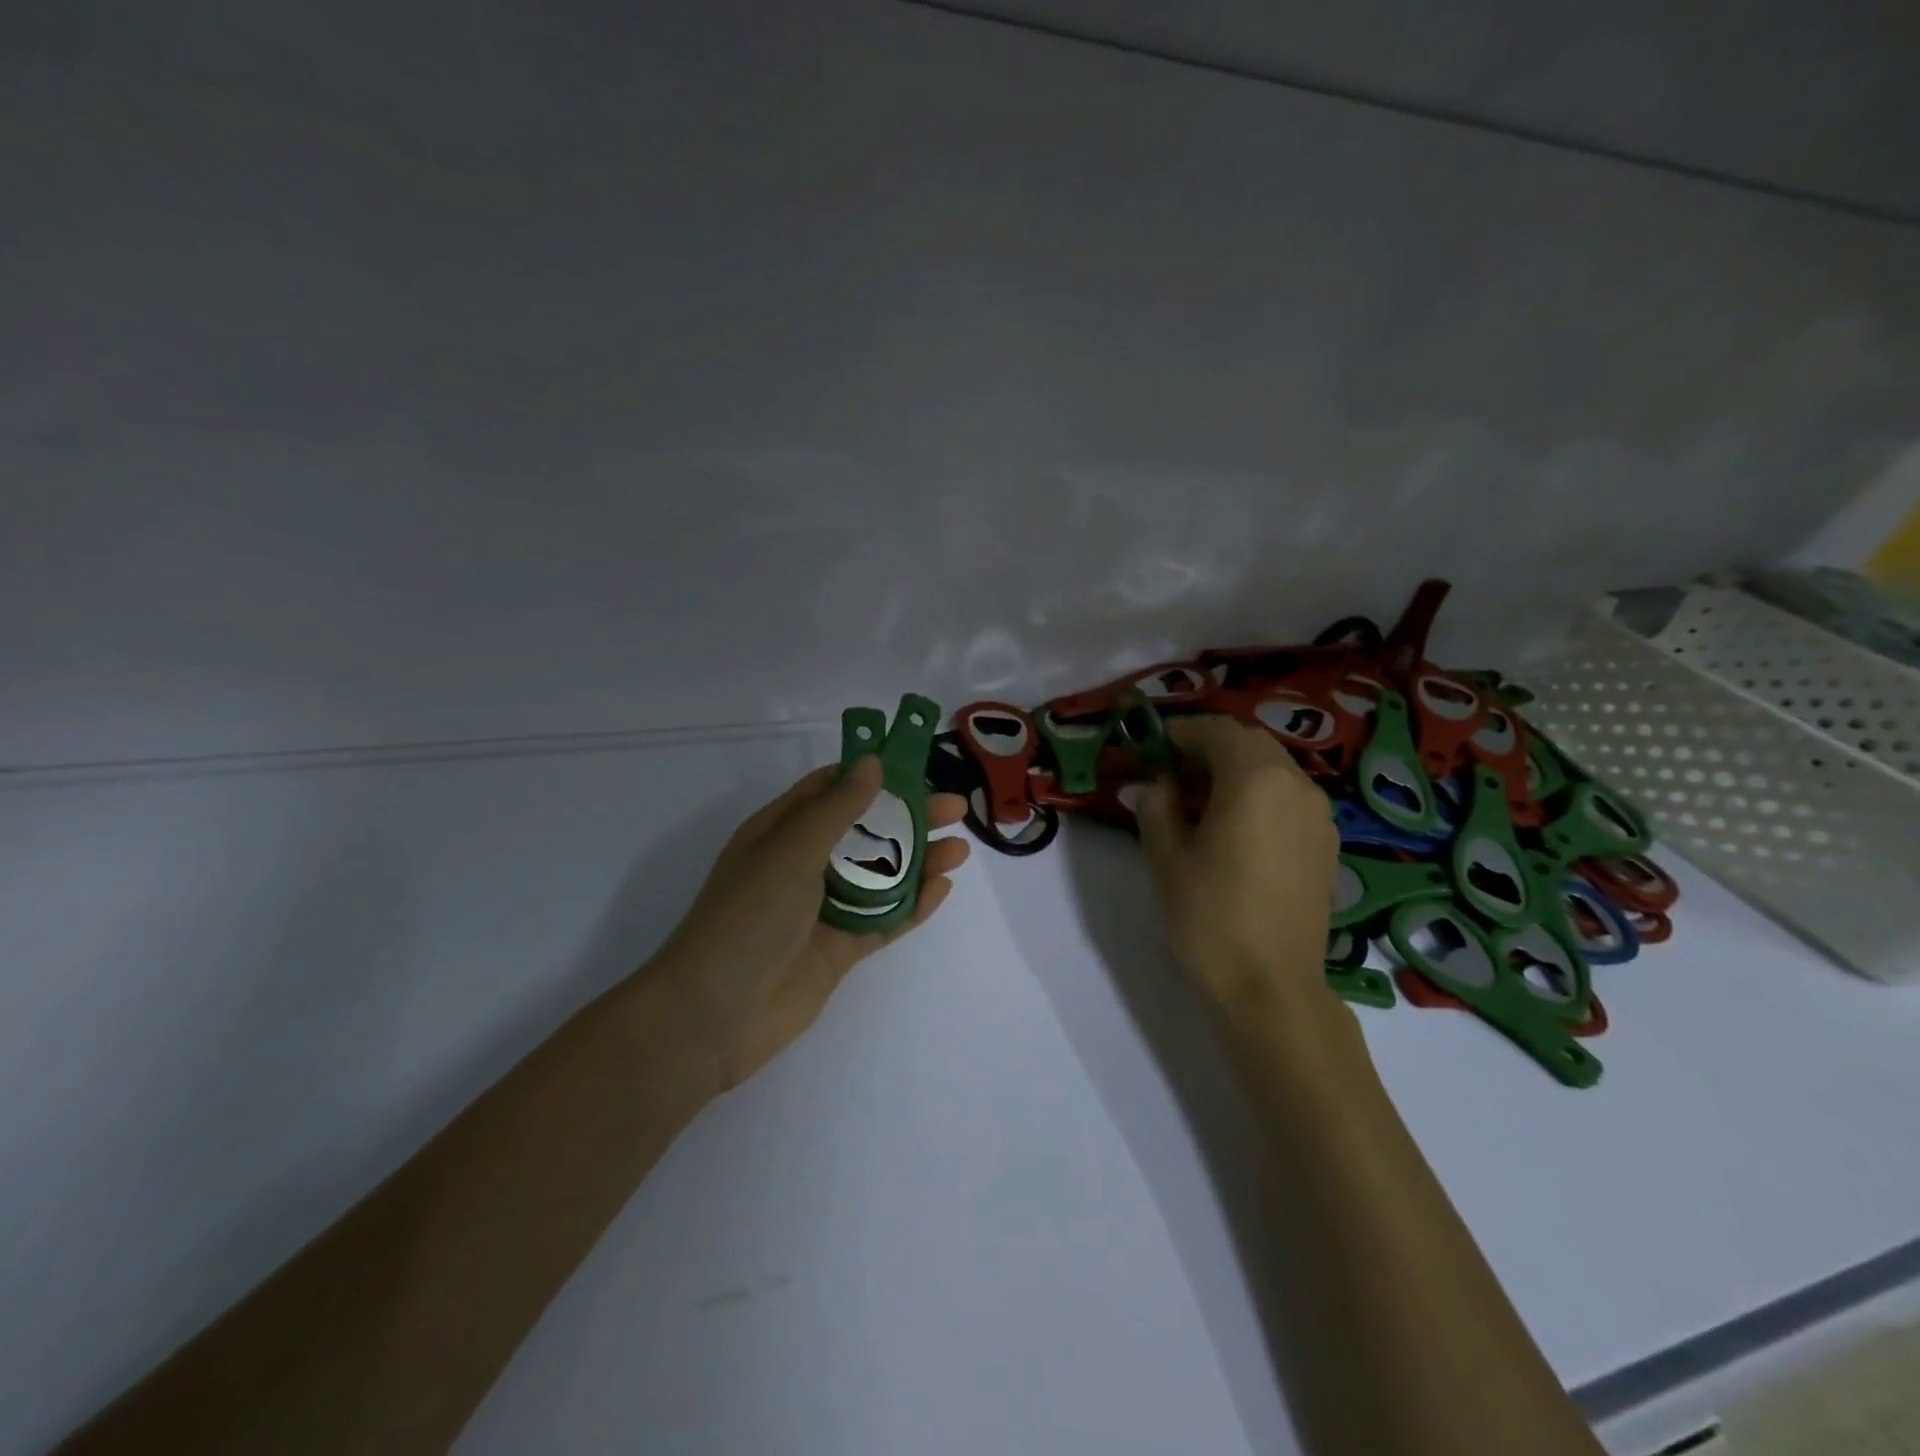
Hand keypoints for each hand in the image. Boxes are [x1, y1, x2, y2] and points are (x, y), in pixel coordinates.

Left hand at [659, 756, 969, 1090]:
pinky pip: (883, 919)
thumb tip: (871, 762)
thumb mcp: (791, 848)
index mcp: (781, 831)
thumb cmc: (749, 914)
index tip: (916, 766)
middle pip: (864, 831)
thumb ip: (837, 807)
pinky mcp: (839, 948)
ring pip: (879, 875)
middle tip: (954, 809)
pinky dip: (912, 904)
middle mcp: (802, 864)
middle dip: (908, 817)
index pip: (830, 790)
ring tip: (958, 850)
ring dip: (918, 860)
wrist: (716, 1013)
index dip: (871, 775)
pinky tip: (941, 889)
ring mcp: (822, 909)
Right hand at [1134, 716, 1338, 1014]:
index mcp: (1256, 778)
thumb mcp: (1166, 857)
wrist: (1272, 986)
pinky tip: (1233, 831)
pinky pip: (1288, 799)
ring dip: (1234, 773)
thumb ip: (1156, 806)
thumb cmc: (1210, 915)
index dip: (1180, 734)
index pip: (1216, 731)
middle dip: (1207, 750)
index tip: (1151, 751)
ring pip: (1272, 770)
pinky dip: (1258, 797)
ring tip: (1198, 805)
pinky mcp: (1326, 844)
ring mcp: (1318, 815)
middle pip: (1249, 744)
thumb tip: (1153, 784)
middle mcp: (1296, 785)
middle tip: (1171, 776)